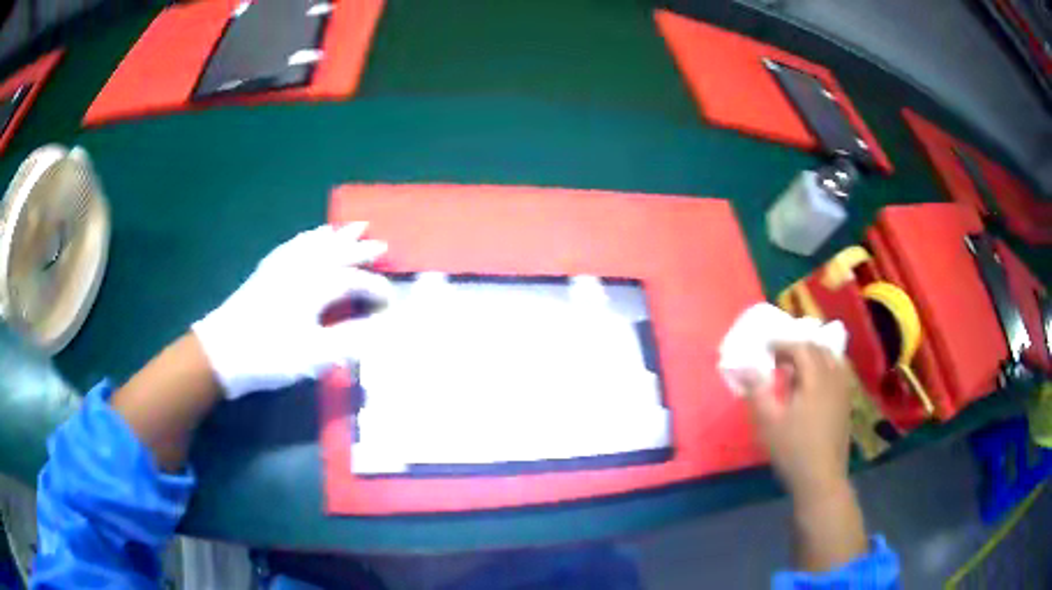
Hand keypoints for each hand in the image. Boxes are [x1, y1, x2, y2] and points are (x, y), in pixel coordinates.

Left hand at [192, 222, 391, 398]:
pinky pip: (292, 245)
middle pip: (337, 252)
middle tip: (382, 244)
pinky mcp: (266, 271)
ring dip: (337, 236)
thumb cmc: (270, 354)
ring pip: (315, 243)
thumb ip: (351, 340)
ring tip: (352, 227)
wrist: (221, 352)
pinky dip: (306, 238)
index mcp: (316, 286)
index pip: (355, 281)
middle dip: (362, 249)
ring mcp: (281, 266)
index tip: (392, 302)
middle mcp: (301, 267)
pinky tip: (308, 237)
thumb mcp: (314, 355)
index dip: (377, 290)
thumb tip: (384, 328)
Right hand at [745, 342, 853, 500]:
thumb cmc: (792, 450)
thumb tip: (743, 365)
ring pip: (832, 359)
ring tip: (797, 367)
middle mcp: (833, 378)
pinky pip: (838, 373)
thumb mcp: (768, 422)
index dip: (782, 344)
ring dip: (814, 356)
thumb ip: (757, 390)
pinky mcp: (847, 404)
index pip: (801, 348)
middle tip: (778, 358)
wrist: (821, 478)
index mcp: (816, 378)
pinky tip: (815, 384)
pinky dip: (825, 368)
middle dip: (797, 348)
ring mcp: (843, 391)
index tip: (765, 348)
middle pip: (818, 349)